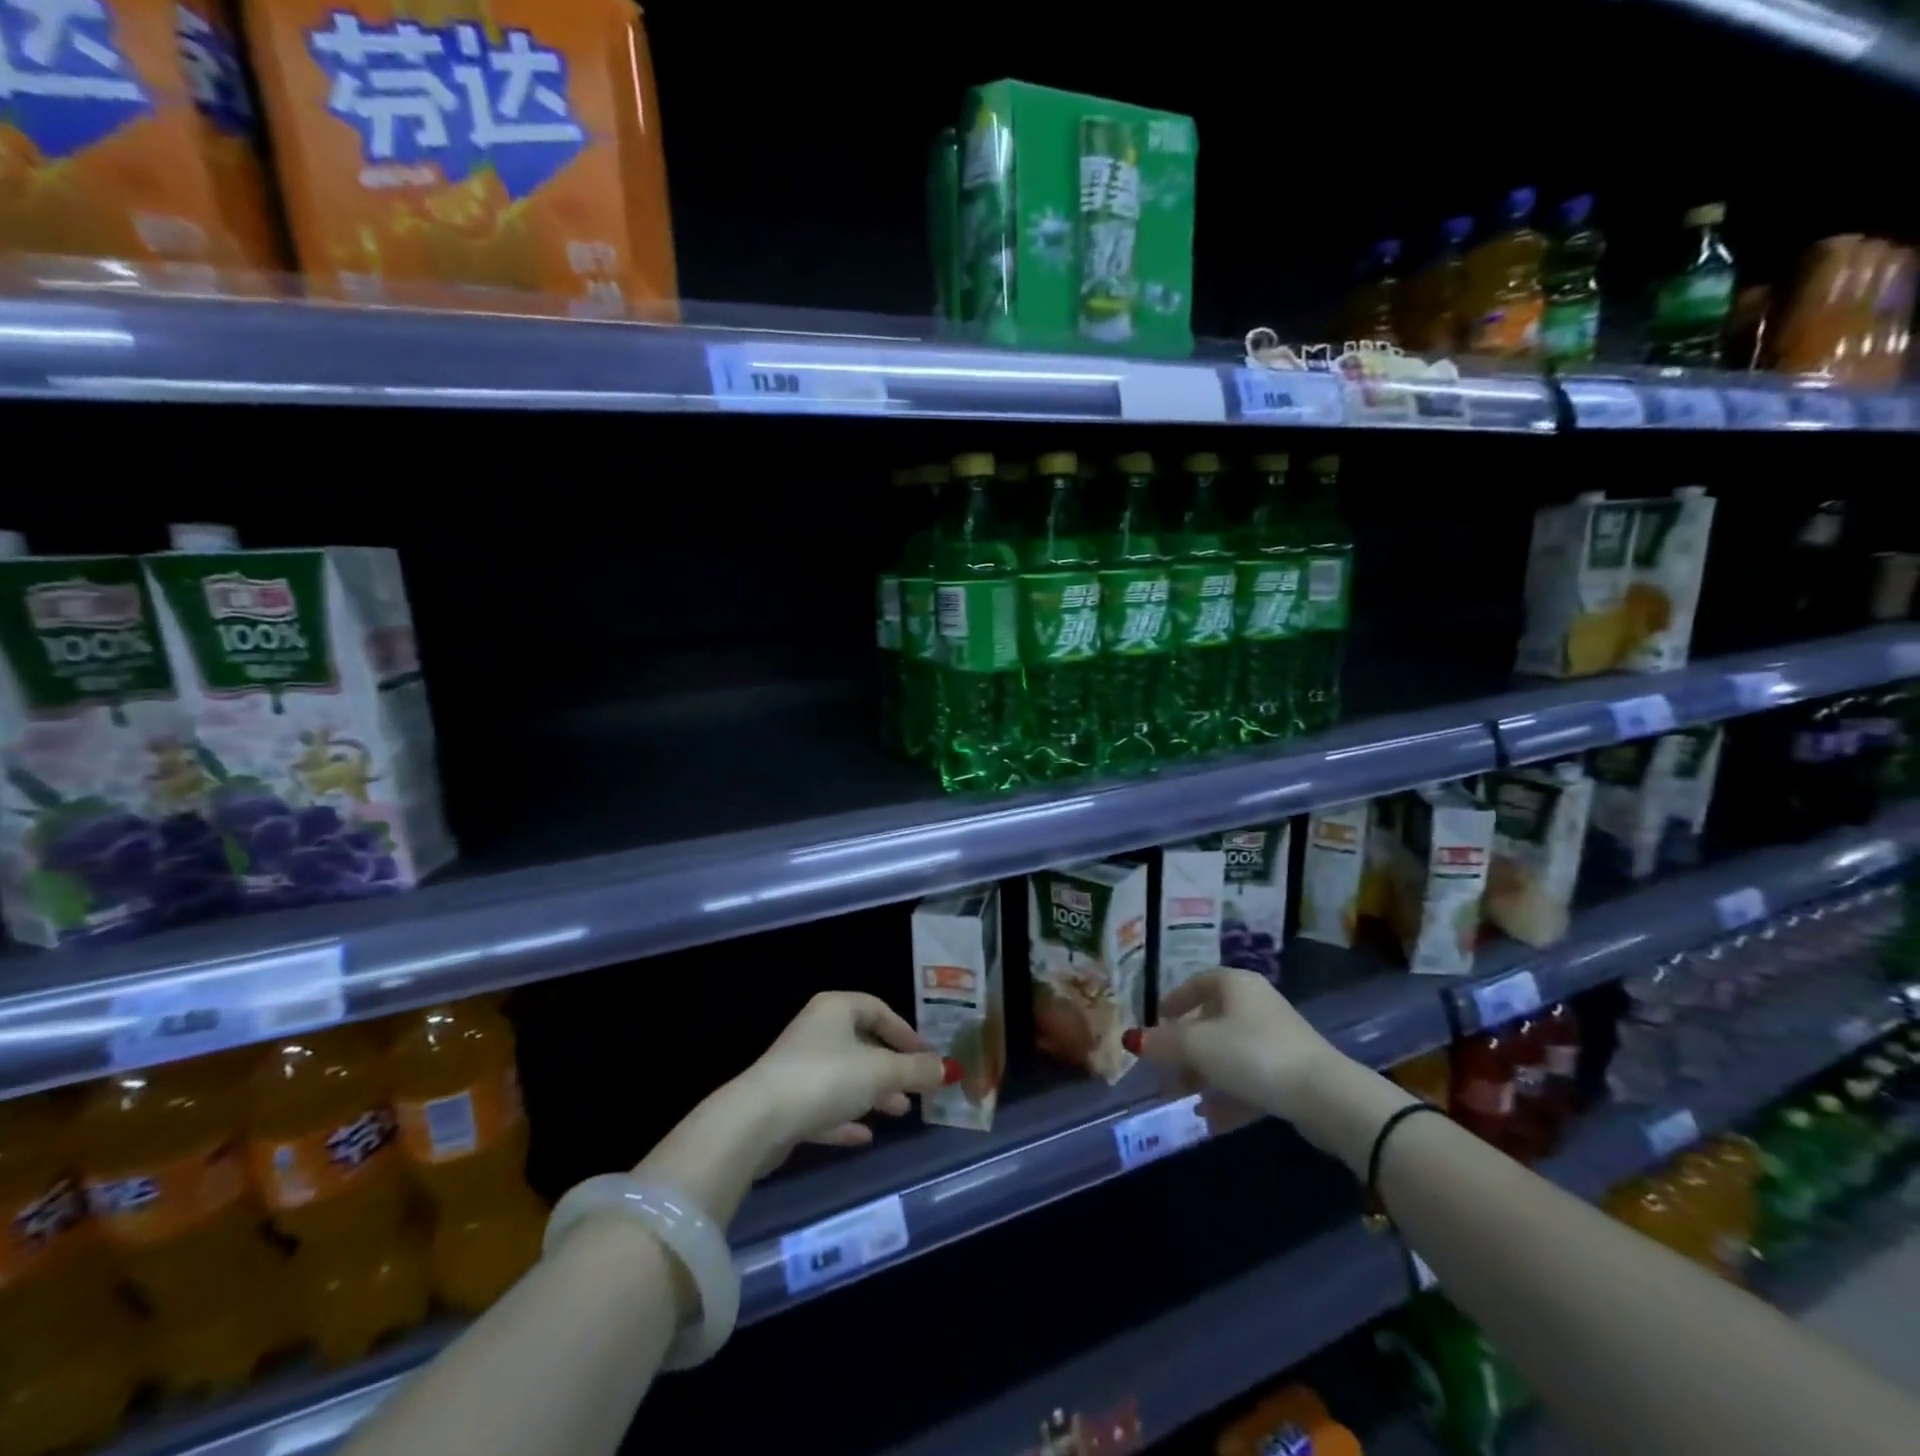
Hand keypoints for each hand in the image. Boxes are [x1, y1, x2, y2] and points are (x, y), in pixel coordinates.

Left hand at [738, 991, 954, 1171]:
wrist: (758, 1121)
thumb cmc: (825, 1079)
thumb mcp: (880, 1072)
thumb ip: (916, 1070)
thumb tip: (948, 1069)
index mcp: (836, 1009)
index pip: (878, 1009)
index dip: (906, 1032)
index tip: (926, 1056)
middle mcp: (816, 1030)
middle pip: (863, 1044)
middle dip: (892, 1068)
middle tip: (916, 1089)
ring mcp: (798, 1066)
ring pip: (845, 1076)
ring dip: (873, 1094)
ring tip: (899, 1113)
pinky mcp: (786, 1102)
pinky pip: (825, 1105)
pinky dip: (846, 1117)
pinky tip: (865, 1136)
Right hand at [1127, 968, 1335, 1122]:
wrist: (1324, 1096)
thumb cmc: (1252, 1055)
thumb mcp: (1198, 1046)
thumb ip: (1163, 1043)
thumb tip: (1134, 1040)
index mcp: (1235, 984)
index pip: (1197, 982)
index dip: (1173, 1000)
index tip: (1155, 1021)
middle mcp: (1256, 1003)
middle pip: (1211, 1020)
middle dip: (1185, 1048)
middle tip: (1165, 1070)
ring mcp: (1277, 1038)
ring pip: (1229, 1052)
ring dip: (1204, 1075)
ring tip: (1185, 1099)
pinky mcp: (1292, 1071)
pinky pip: (1249, 1077)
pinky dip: (1228, 1094)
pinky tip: (1212, 1119)